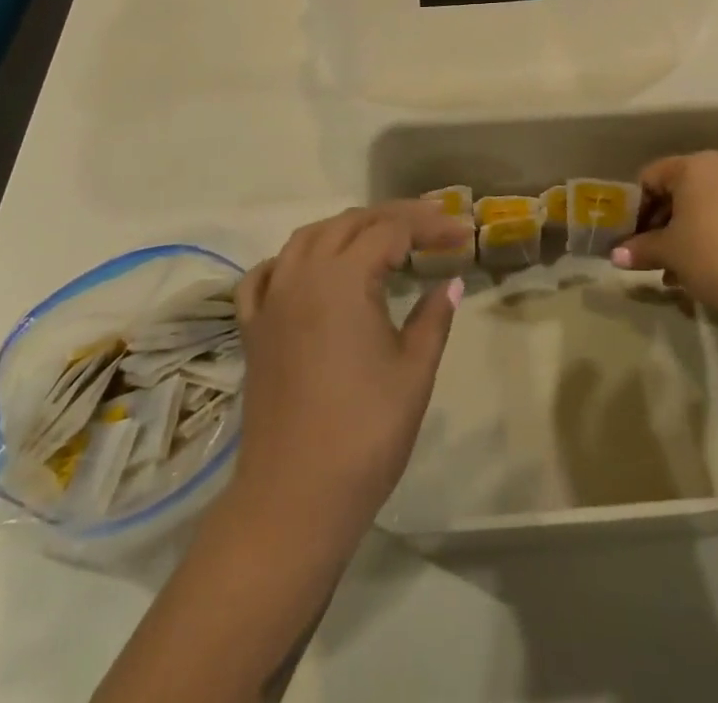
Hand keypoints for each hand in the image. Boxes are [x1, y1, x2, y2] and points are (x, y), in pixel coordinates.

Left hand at [94, 206, 465, 702]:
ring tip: (381, 238)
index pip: (392, 230)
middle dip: (394, 217)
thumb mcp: (414, 371)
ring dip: (347, 228)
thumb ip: (434, 318)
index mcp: (343, 278)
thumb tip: (451, 282)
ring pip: (307, 238)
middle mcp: (302, 274)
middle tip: (433, 226)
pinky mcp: (254, 329)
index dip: (431, 225)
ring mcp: (272, 300)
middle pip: (350, 222)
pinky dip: (292, 259)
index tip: (463, 233)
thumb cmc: (365, 434)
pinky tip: (309, 267)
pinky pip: (266, 274)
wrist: (294, 499)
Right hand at [612, 151, 717, 331]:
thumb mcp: (669, 253)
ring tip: (676, 270)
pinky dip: (713, 236)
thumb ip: (640, 249)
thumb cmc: (714, 257)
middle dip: (661, 222)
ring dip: (686, 233)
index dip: (635, 208)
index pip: (651, 177)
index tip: (630, 237)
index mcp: (695, 165)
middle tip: (650, 254)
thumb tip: (615, 256)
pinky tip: (707, 269)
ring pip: (706, 206)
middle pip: (680, 190)